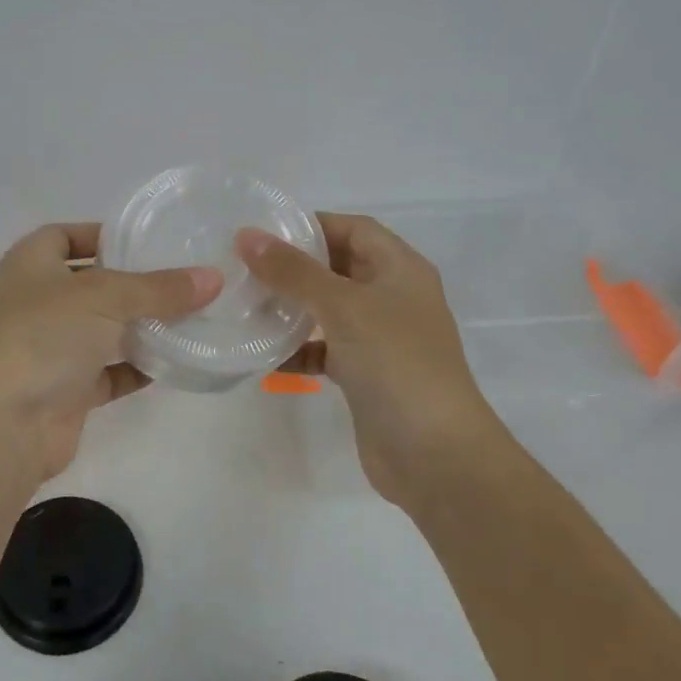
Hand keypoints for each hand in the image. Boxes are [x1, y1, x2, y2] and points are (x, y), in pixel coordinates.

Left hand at [0, 223, 222, 484]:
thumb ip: (160, 288)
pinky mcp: (67, 391)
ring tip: (194, 317)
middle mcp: (39, 303)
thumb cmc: (44, 336)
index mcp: (32, 265)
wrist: (1, 425)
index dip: (102, 234)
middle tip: (187, 279)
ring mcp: (52, 349)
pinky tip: (177, 361)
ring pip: (105, 330)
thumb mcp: (105, 297)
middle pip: (94, 285)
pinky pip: (111, 372)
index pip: (65, 236)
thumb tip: (214, 278)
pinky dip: (139, 368)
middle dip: (136, 284)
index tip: (149, 241)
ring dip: (143, 327)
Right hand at [236, 213, 496, 509]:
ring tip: (246, 306)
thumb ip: (294, 271)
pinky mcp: (366, 375)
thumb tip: (247, 236)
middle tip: (245, 267)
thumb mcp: (344, 307)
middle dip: (295, 267)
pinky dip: (299, 350)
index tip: (264, 232)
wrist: (436, 455)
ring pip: (329, 310)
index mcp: (401, 270)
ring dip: (292, 308)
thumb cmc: (396, 364)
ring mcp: (381, 339)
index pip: (354, 229)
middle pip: (339, 267)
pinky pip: (326, 351)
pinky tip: (265, 356)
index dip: (313, 225)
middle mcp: (393, 298)